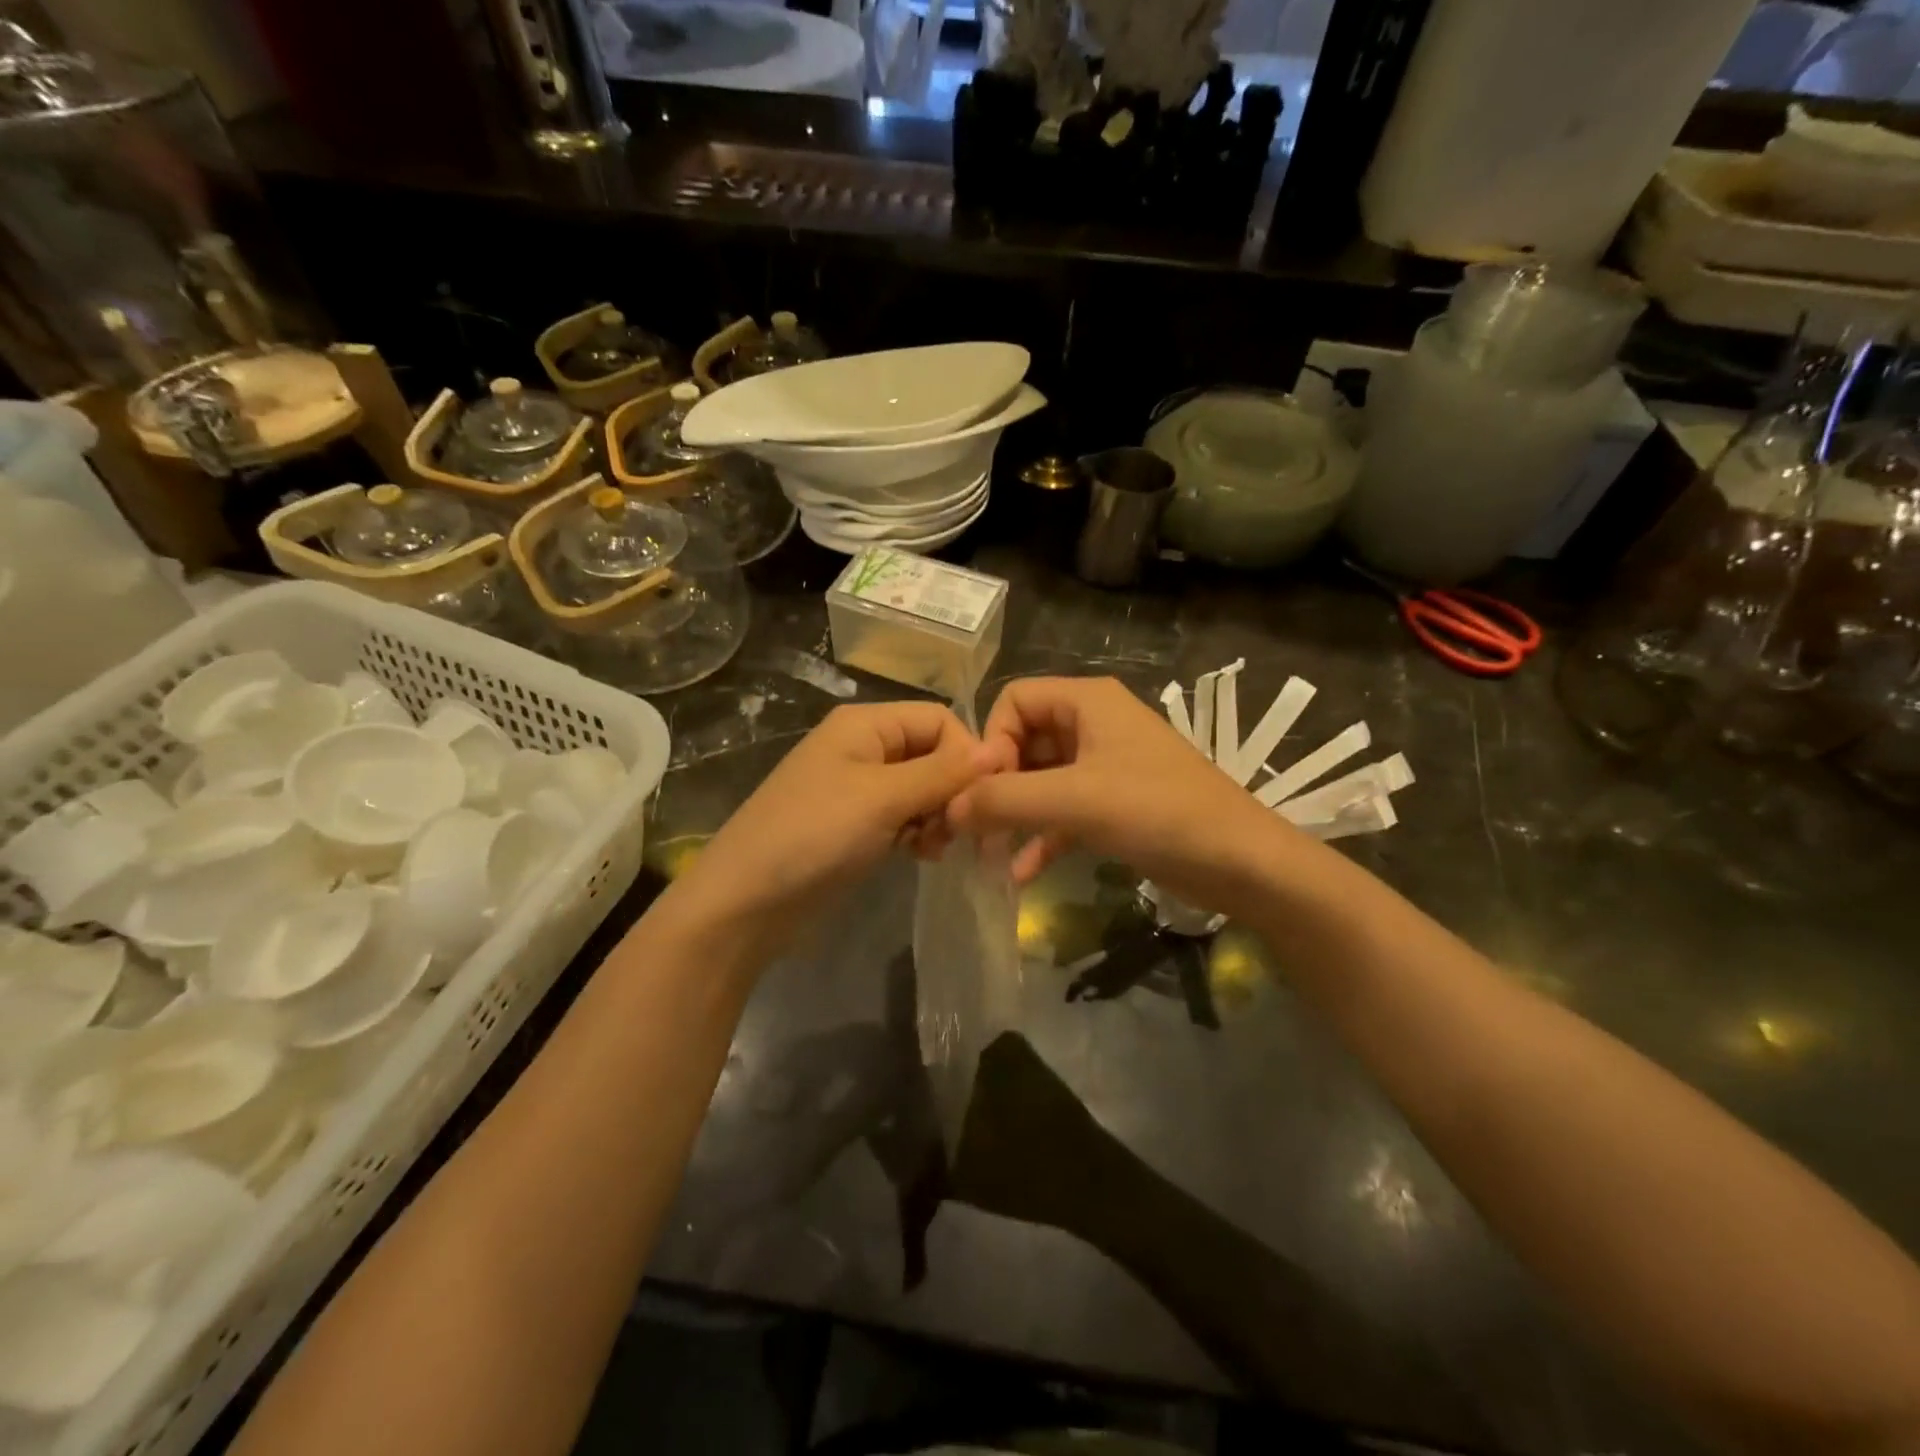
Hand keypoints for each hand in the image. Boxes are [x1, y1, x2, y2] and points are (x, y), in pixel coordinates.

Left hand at [662, 702, 992, 964]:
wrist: (745, 903)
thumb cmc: (814, 836)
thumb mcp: (883, 798)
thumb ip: (943, 773)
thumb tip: (999, 749)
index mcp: (865, 724)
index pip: (939, 719)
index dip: (966, 754)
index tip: (981, 798)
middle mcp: (863, 748)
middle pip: (933, 754)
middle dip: (953, 789)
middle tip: (957, 830)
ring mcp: (858, 789)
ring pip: (923, 789)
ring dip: (938, 815)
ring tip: (934, 847)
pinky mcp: (856, 825)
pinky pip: (904, 817)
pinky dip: (919, 832)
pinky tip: (921, 856)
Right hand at [947, 676, 1289, 909]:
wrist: (1240, 862)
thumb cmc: (1157, 812)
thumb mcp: (1074, 800)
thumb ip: (1004, 799)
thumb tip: (948, 807)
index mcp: (1086, 700)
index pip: (1013, 701)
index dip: (991, 741)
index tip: (984, 789)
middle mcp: (1093, 723)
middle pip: (1023, 741)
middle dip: (997, 784)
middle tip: (977, 827)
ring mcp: (1104, 764)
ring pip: (1041, 779)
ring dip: (1015, 813)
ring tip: (989, 853)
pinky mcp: (1114, 803)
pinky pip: (1064, 810)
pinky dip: (1042, 835)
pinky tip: (1022, 872)